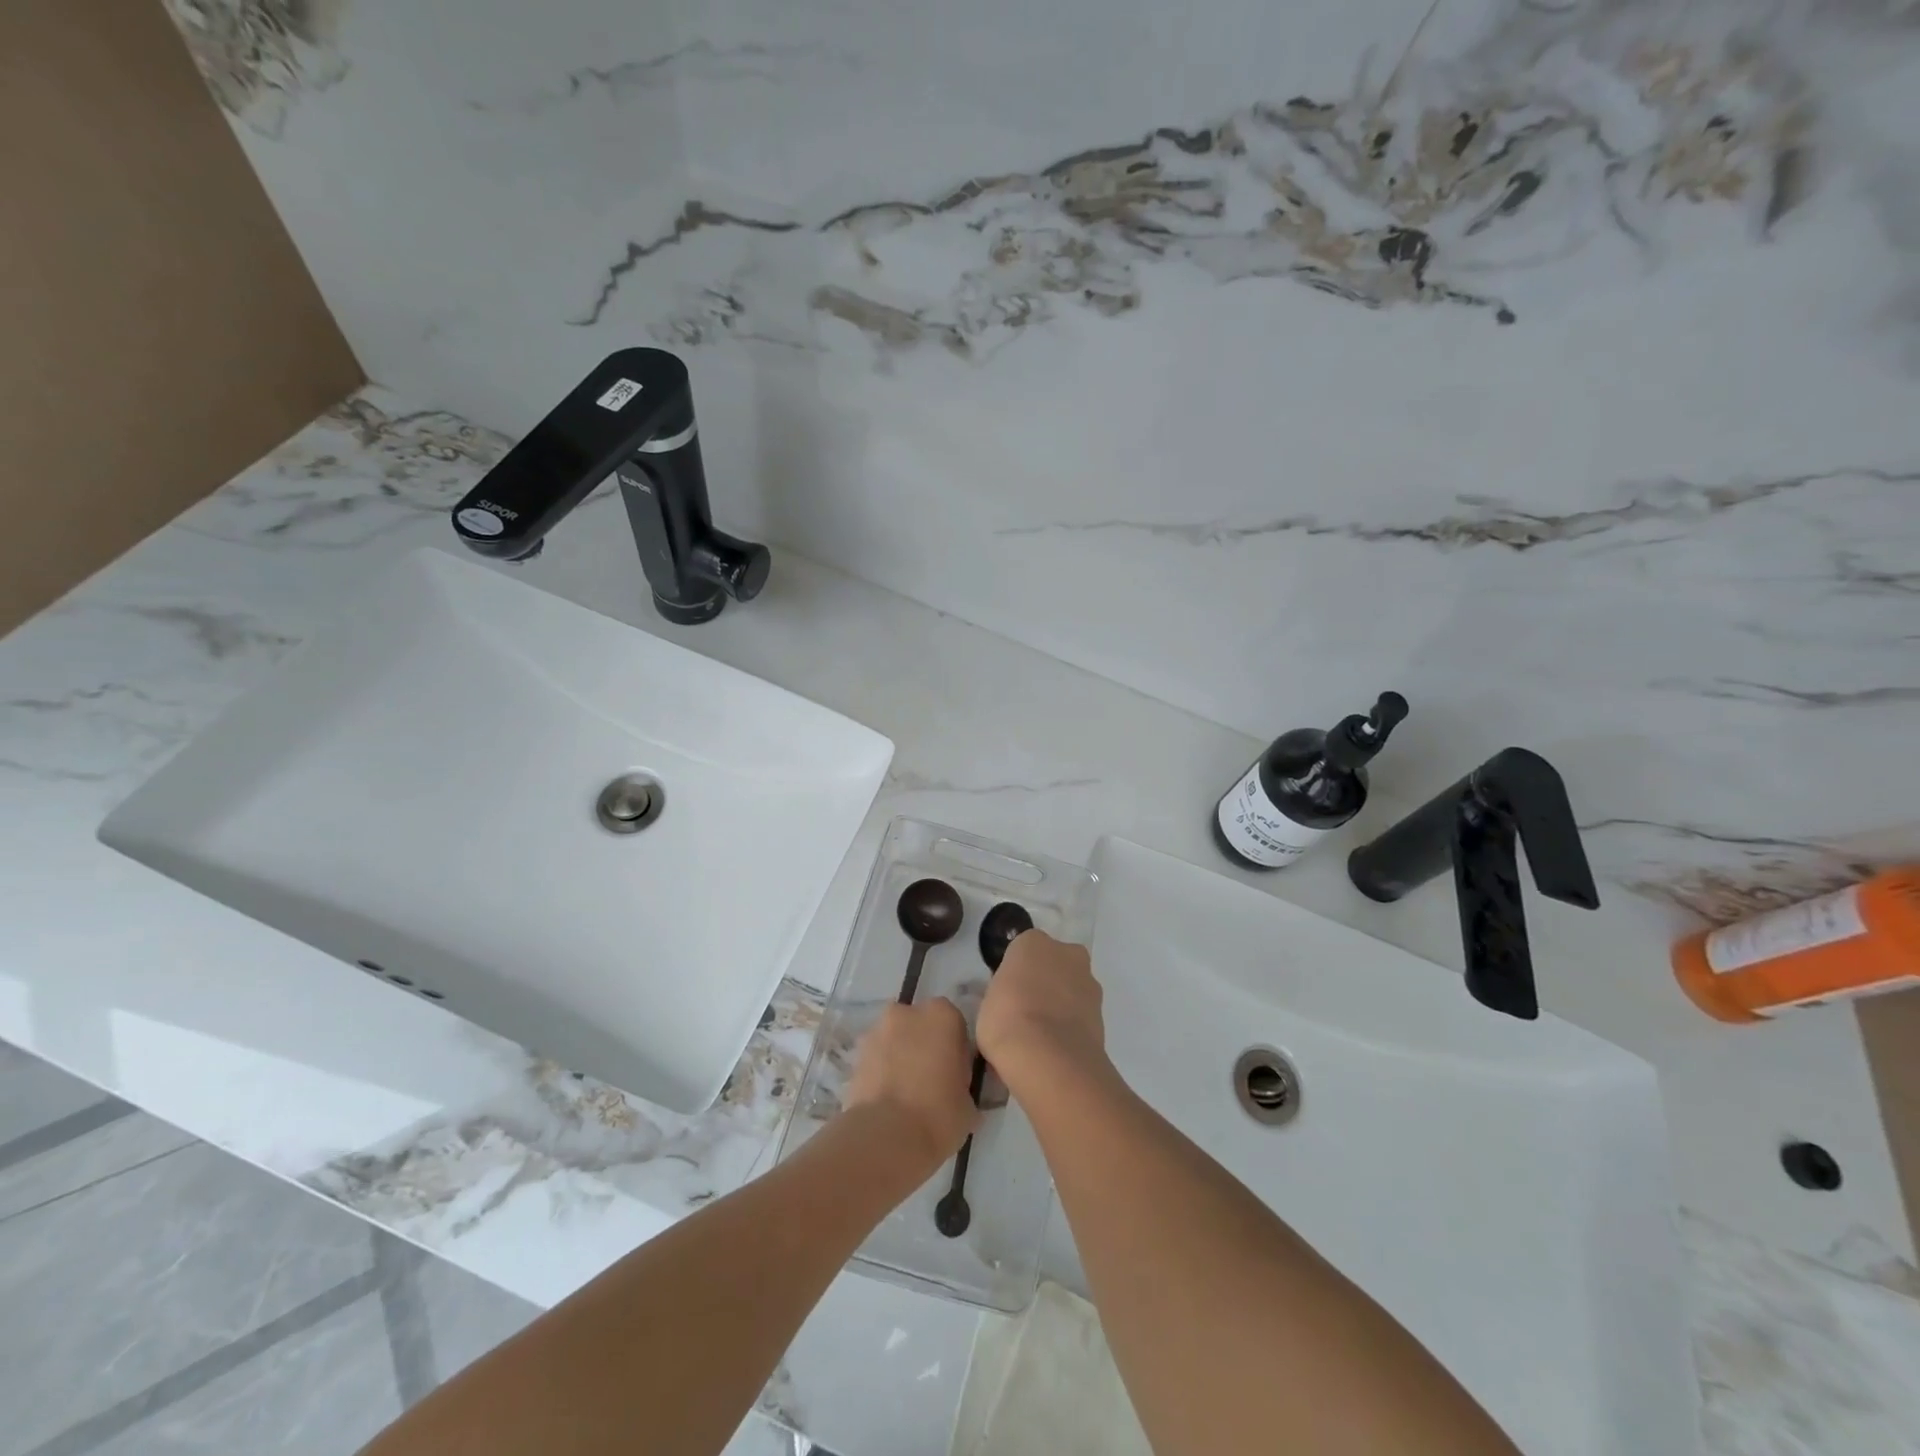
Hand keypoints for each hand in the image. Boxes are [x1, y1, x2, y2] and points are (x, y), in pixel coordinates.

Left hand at [844, 999, 978, 1169]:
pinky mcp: (855, 1056)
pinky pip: (875, 1060)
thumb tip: (956, 1091)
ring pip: (894, 1041)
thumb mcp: (969, 1104)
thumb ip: (963, 1084)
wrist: (886, 1138)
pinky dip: (881, 1073)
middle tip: (930, 1082)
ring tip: (905, 1096)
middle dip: (923, 1046)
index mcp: (942, 1015)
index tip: (955, 1074)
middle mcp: (907, 1013)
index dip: (954, 1049)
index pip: (954, 1024)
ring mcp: (876, 1032)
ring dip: (899, 1058)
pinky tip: (887, 1102)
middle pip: (919, 1025)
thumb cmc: (939, 1114)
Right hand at [977, 930, 1107, 1092]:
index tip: (1006, 995)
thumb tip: (1009, 1002)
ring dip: (1060, 1005)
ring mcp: (1088, 982)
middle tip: (1024, 1013)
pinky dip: (1071, 1027)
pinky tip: (1055, 1050)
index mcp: (1033, 942)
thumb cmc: (1007, 1019)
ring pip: (1070, 989)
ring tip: (1040, 1039)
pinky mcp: (1103, 1014)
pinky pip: (1080, 1015)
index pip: (1022, 952)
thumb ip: (1003, 992)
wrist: (1049, 1059)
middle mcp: (1066, 952)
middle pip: (1053, 965)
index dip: (1015, 974)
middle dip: (1043, 983)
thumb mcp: (987, 1002)